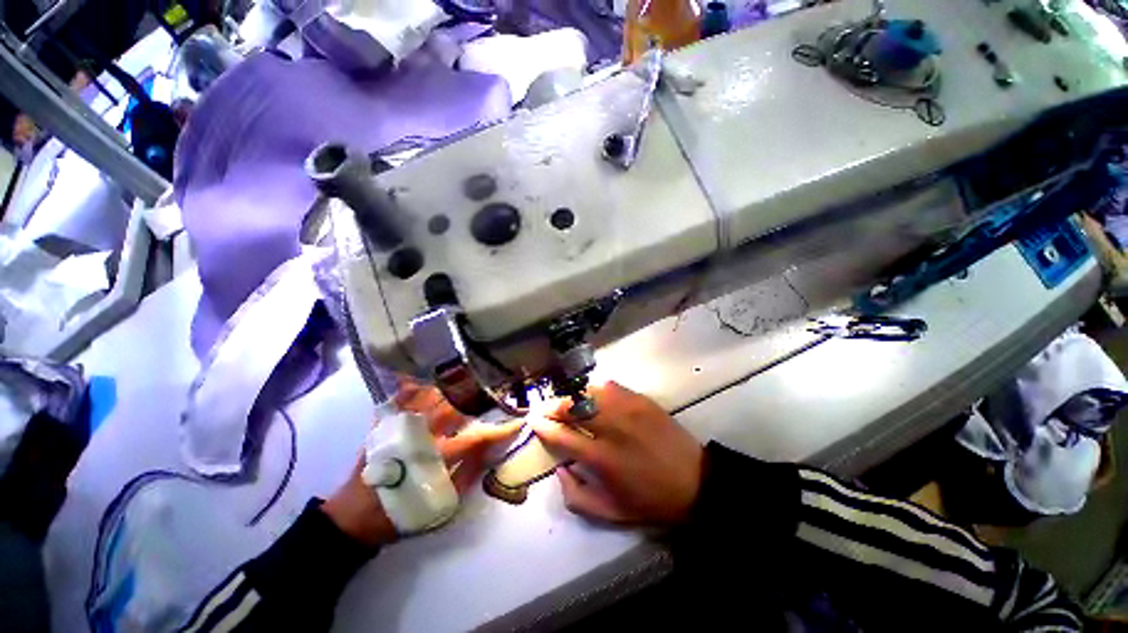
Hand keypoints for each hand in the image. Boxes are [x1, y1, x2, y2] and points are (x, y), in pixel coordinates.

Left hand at [322, 380, 521, 545]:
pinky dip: (413, 385)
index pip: (476, 437)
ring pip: (431, 396)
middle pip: (454, 407)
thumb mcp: (441, 506)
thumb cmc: (402, 513)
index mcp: (437, 458)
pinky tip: (423, 379)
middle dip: (476, 397)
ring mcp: (401, 427)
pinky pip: (401, 397)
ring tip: (467, 383)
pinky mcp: (384, 425)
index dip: (499, 430)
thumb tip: (489, 451)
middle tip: (492, 392)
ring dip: (451, 388)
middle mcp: (420, 435)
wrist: (354, 518)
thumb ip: (467, 475)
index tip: (516, 423)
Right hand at [531, 381, 703, 525]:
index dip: (543, 426)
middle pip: (572, 406)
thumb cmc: (650, 500)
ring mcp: (627, 409)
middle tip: (545, 409)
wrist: (694, 481)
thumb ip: (575, 496)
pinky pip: (609, 387)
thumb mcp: (610, 513)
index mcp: (602, 459)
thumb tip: (559, 468)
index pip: (562, 435)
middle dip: (552, 406)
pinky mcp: (640, 399)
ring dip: (571, 396)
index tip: (534, 421)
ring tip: (566, 403)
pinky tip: (591, 398)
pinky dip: (594, 390)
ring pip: (588, 392)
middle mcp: (612, 428)